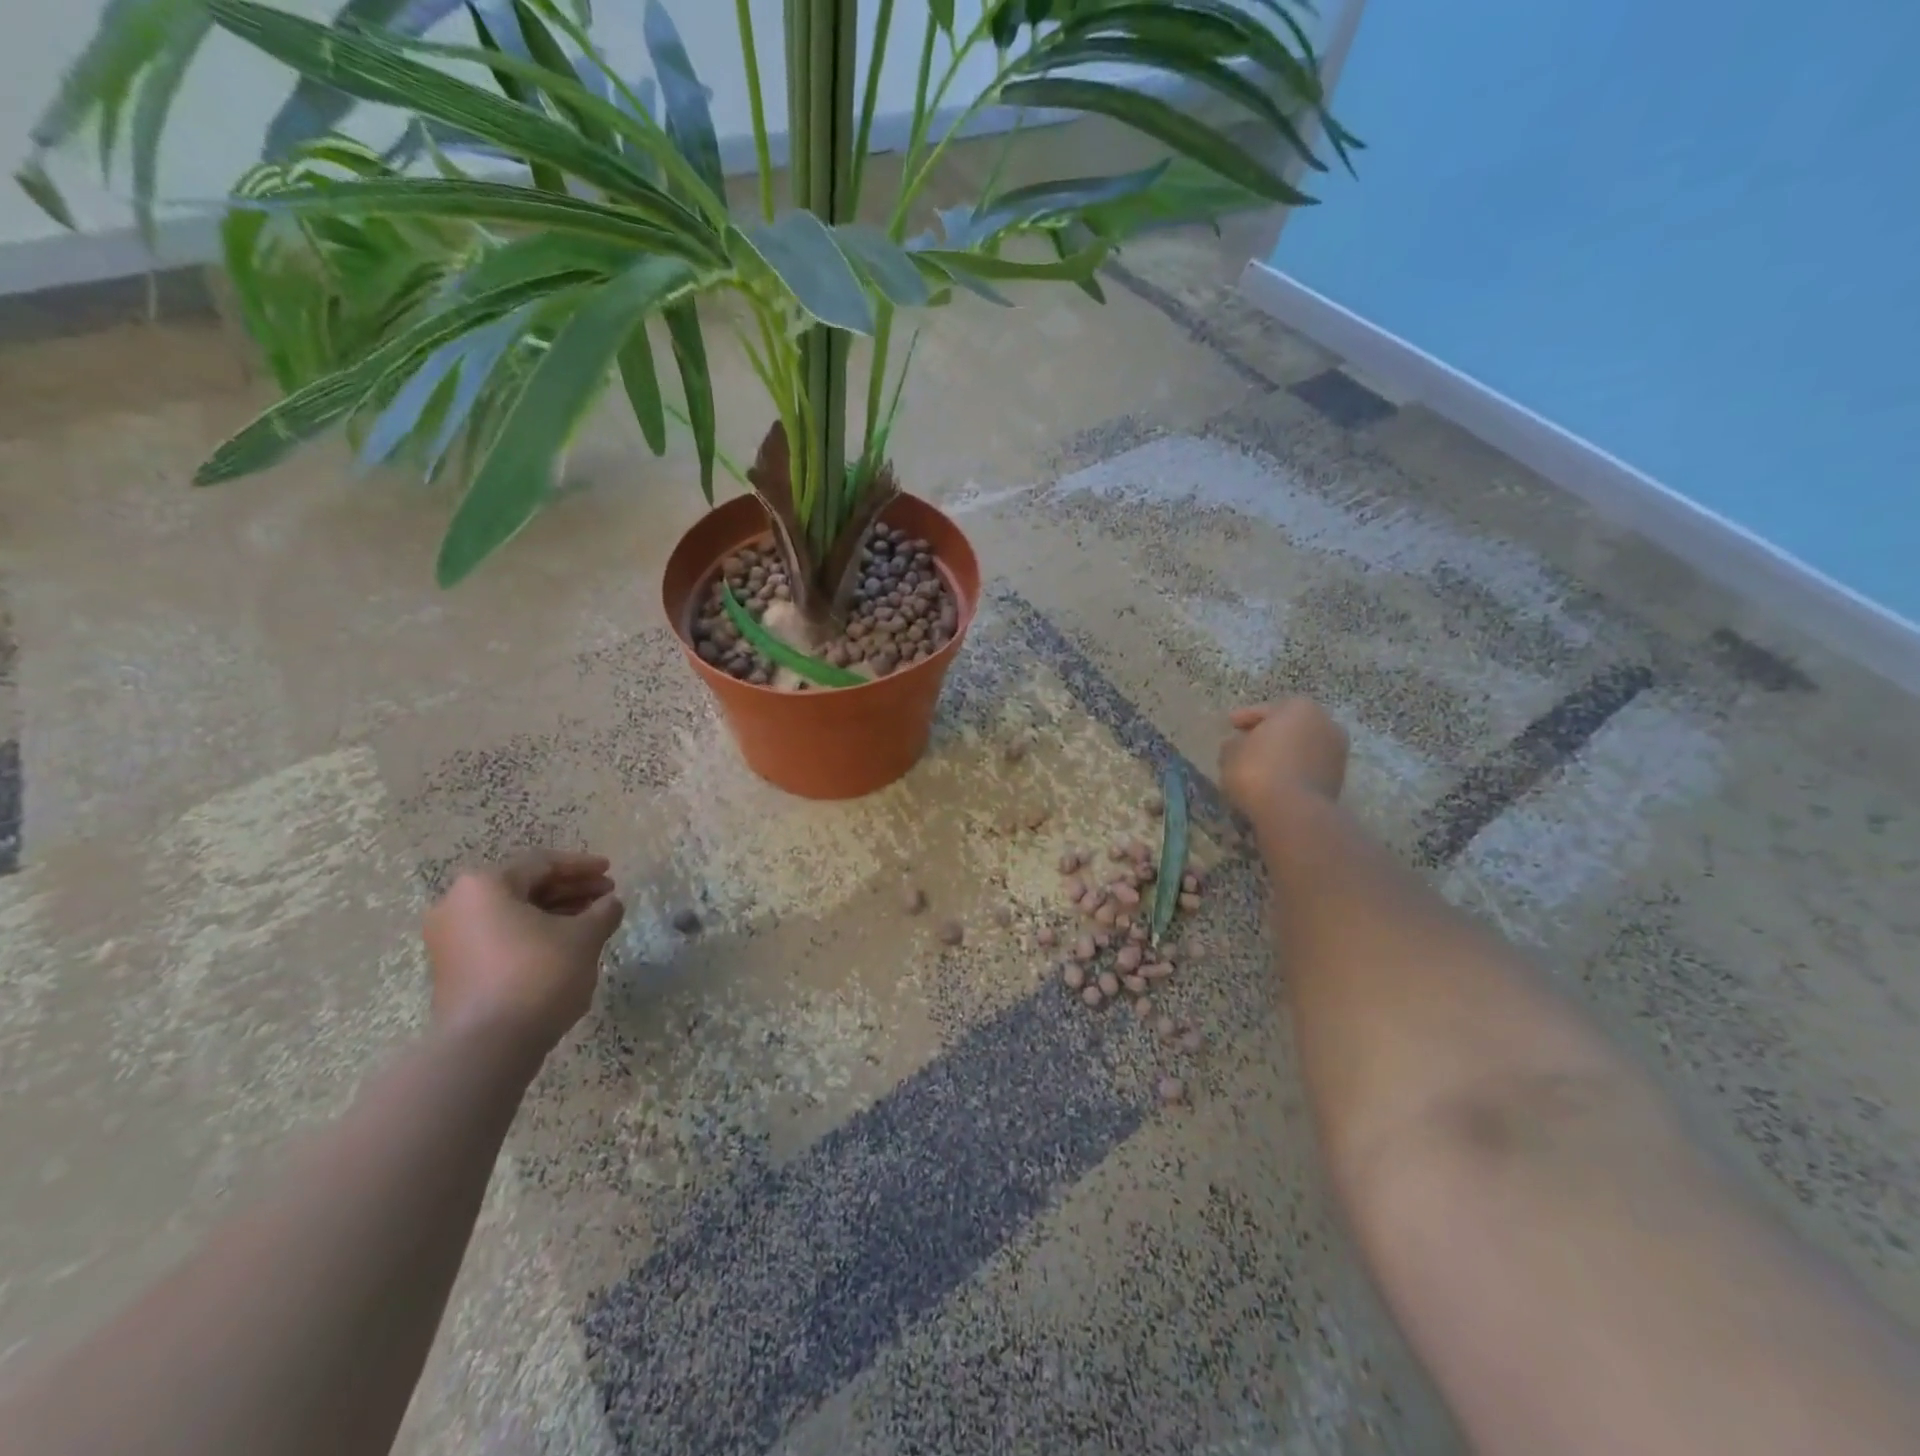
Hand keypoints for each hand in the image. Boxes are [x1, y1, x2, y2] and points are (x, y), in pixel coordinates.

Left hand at [422, 851, 624, 1062]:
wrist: (486, 1046)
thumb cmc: (538, 975)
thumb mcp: (584, 938)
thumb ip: (603, 912)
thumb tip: (611, 903)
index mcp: (485, 885)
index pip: (542, 864)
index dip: (582, 866)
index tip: (610, 871)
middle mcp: (458, 905)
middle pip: (525, 886)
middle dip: (570, 890)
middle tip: (606, 896)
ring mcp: (450, 940)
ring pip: (513, 913)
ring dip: (555, 913)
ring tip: (592, 921)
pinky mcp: (454, 970)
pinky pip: (500, 937)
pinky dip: (534, 934)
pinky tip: (565, 945)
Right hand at [1219, 700, 1349, 820]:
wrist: (1293, 812)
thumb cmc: (1258, 771)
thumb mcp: (1231, 753)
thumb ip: (1234, 744)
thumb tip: (1238, 746)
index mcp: (1300, 708)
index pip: (1266, 710)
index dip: (1244, 718)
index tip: (1230, 726)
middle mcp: (1325, 724)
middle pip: (1289, 728)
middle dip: (1269, 736)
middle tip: (1245, 746)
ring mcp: (1336, 753)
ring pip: (1301, 750)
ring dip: (1282, 756)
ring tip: (1258, 768)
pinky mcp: (1338, 781)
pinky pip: (1307, 770)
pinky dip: (1292, 773)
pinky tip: (1273, 783)